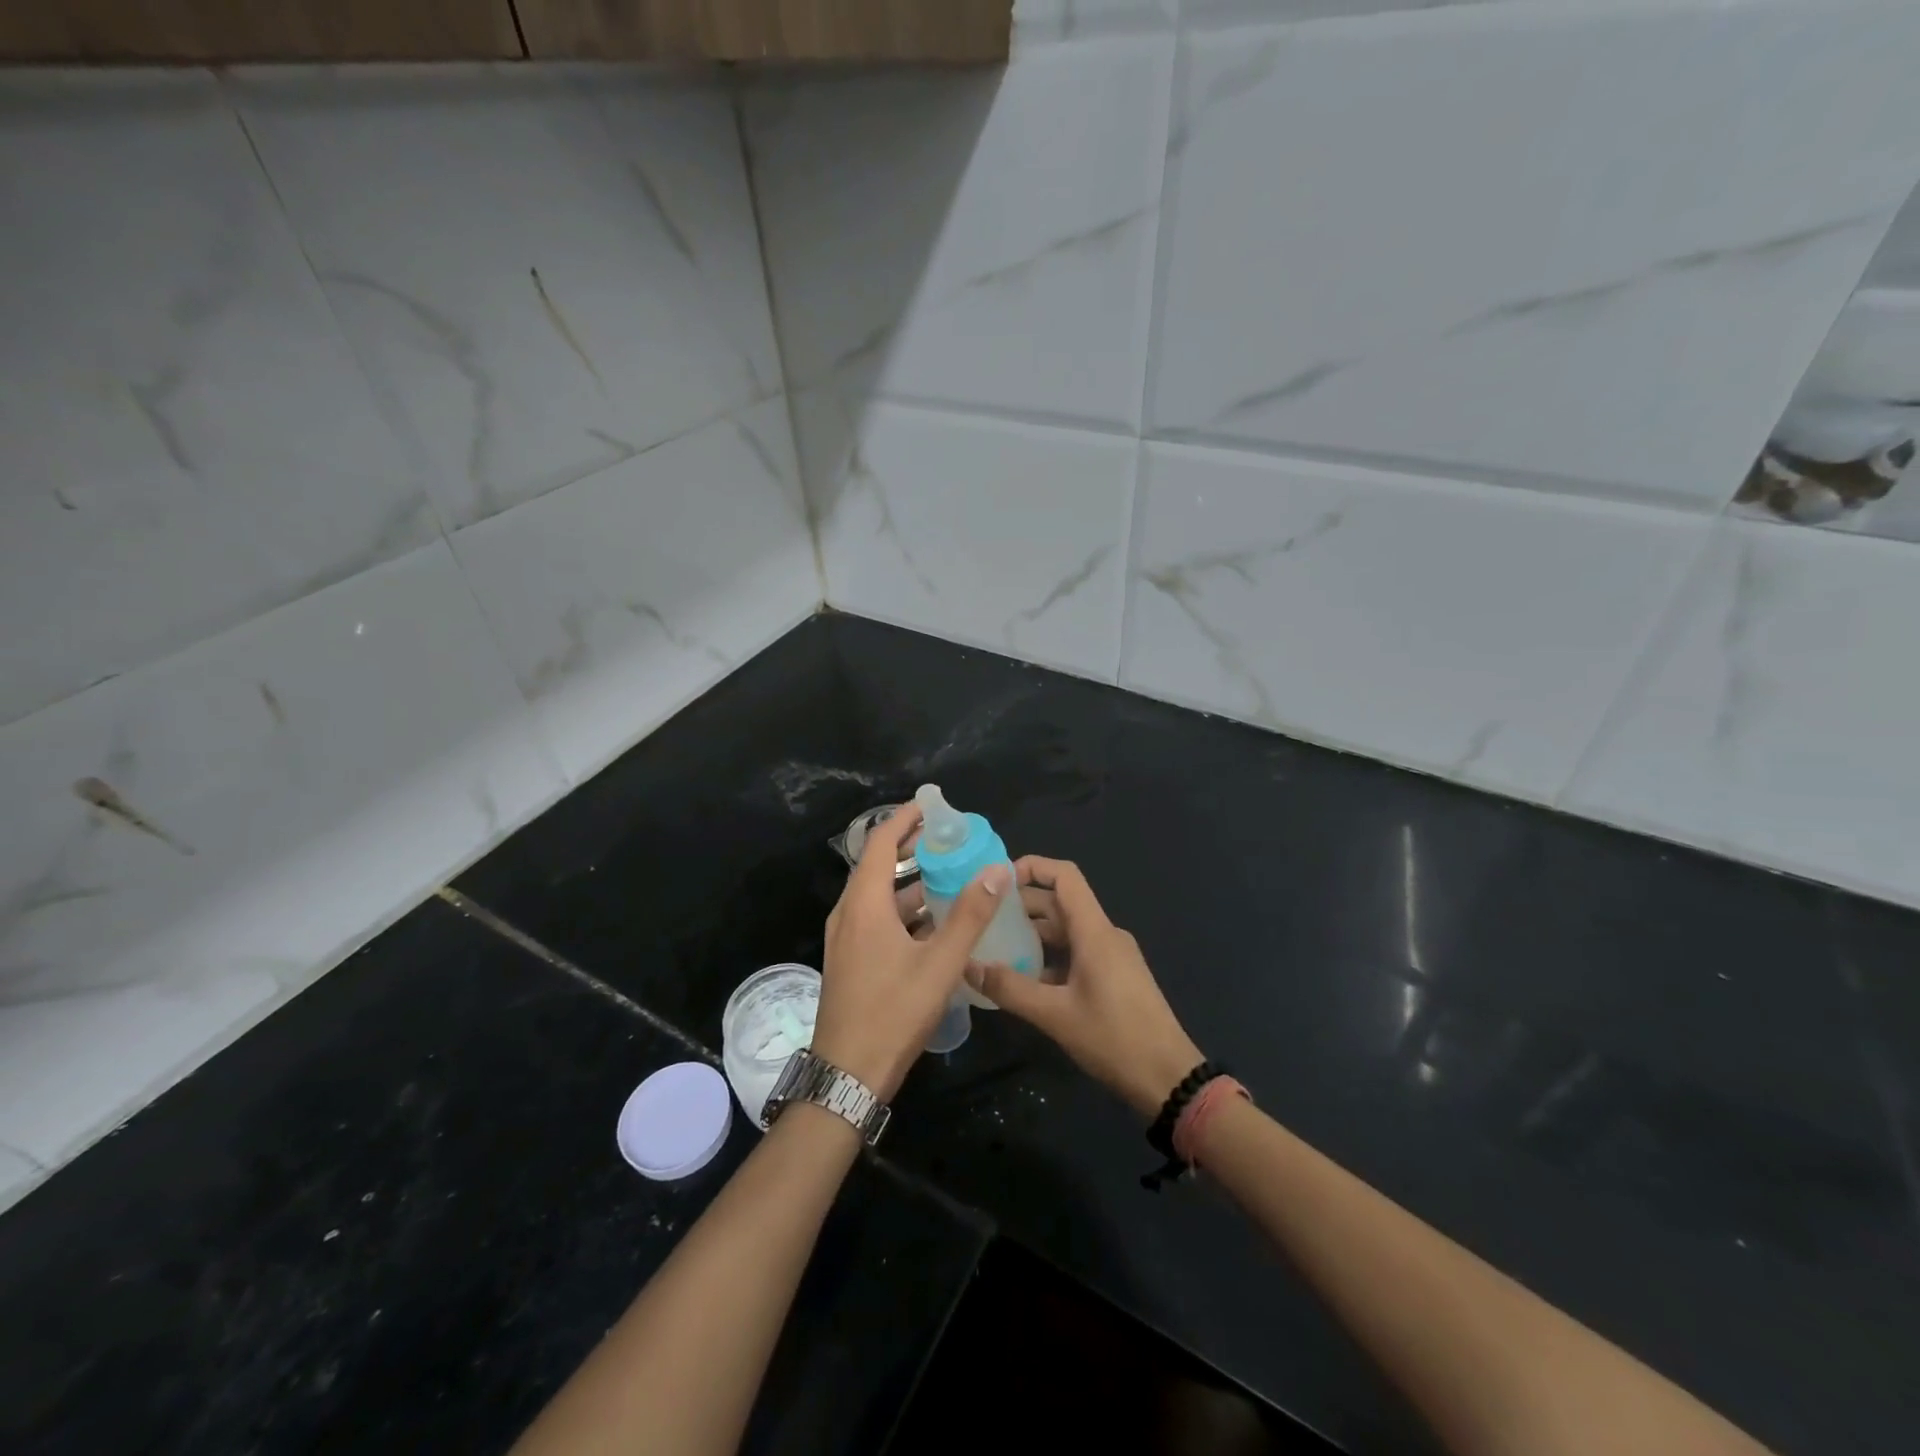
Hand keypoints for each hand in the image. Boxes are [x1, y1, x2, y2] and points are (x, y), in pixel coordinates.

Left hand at [814, 805, 1010, 1101]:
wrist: (848, 1076)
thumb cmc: (893, 1013)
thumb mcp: (940, 964)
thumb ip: (970, 916)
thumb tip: (998, 869)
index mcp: (864, 905)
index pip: (881, 843)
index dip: (904, 819)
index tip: (931, 806)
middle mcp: (849, 914)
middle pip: (878, 866)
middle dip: (910, 848)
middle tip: (947, 838)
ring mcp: (846, 939)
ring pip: (878, 896)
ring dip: (909, 882)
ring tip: (947, 875)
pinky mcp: (850, 960)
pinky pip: (876, 919)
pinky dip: (903, 910)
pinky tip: (932, 923)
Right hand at [964, 857, 1202, 1118]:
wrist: (1169, 1078)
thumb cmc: (1114, 1039)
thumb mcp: (1055, 1016)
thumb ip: (1010, 989)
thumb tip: (968, 966)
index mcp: (1095, 932)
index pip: (1064, 877)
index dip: (1032, 867)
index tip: (998, 880)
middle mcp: (1104, 935)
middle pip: (1061, 903)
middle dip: (1023, 904)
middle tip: (983, 917)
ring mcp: (1112, 956)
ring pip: (1067, 930)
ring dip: (1033, 932)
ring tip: (995, 945)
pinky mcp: (1114, 977)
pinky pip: (1076, 952)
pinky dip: (1049, 956)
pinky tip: (1023, 977)